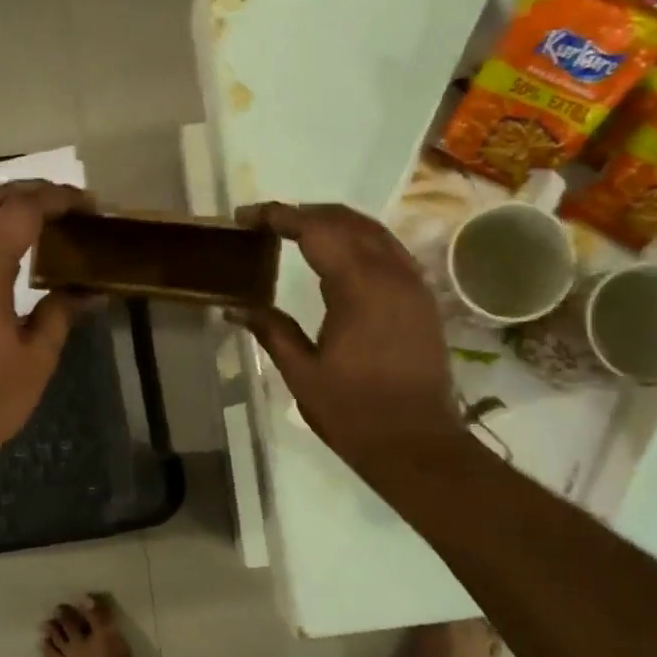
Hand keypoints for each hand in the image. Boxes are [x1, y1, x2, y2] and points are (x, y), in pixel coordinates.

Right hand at [228, 202, 470, 482]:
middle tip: (268, 223)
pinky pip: (390, 251)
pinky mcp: (422, 300)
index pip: (316, 230)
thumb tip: (234, 306)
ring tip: (299, 232)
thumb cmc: (353, 412)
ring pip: (374, 232)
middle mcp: (391, 274)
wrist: (416, 443)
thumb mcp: (302, 373)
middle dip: (306, 213)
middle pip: (347, 221)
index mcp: (359, 287)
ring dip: (335, 223)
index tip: (247, 217)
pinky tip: (340, 258)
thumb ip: (270, 330)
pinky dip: (360, 242)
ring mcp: (413, 284)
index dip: (280, 216)